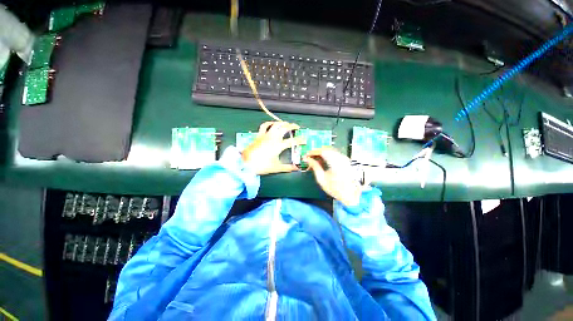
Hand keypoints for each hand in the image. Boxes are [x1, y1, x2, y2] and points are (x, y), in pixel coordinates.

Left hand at [242, 121, 306, 174]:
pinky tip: (272, 123)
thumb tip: (296, 168)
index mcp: (278, 146)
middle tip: (297, 127)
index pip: (292, 141)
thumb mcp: (276, 168)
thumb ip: (288, 168)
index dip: (300, 140)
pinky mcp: (259, 135)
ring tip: (286, 124)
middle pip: (284, 128)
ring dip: (282, 123)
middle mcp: (273, 138)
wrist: (245, 163)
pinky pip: (264, 126)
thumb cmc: (261, 166)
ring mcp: (265, 135)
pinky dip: (269, 123)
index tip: (304, 140)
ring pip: (275, 124)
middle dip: (292, 126)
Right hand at [304, 147, 362, 206]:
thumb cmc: (335, 189)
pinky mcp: (345, 159)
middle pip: (326, 149)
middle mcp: (341, 158)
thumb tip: (307, 159)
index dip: (313, 152)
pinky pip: (334, 153)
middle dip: (316, 152)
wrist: (350, 194)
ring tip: (315, 160)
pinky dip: (327, 155)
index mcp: (335, 163)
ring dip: (321, 153)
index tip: (306, 155)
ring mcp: (344, 158)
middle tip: (309, 157)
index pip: (322, 151)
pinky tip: (323, 161)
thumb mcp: (321, 179)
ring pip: (330, 150)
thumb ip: (314, 166)